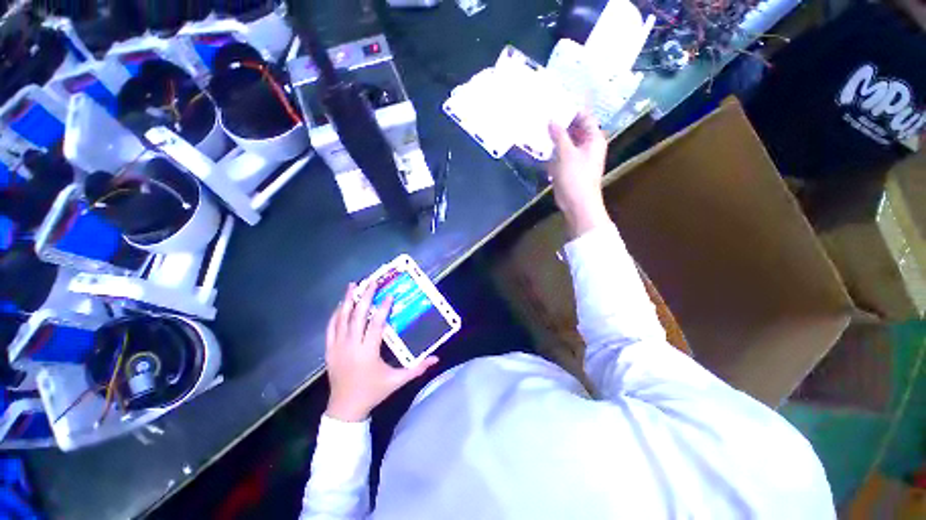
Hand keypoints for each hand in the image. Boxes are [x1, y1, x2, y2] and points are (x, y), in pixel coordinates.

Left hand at [325, 283, 437, 421]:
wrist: (345, 409)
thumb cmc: (373, 392)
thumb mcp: (396, 381)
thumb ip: (417, 369)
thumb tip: (436, 359)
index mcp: (368, 352)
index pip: (375, 324)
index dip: (382, 308)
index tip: (389, 295)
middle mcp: (351, 346)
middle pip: (357, 316)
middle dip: (364, 297)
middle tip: (371, 282)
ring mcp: (337, 347)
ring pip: (341, 319)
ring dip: (347, 301)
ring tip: (352, 285)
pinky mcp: (330, 350)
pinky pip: (331, 328)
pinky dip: (335, 315)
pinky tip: (340, 305)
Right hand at [548, 112, 610, 237]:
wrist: (577, 203)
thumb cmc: (576, 176)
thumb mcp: (566, 153)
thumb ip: (559, 135)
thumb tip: (551, 119)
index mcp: (594, 139)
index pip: (584, 117)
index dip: (571, 109)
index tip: (555, 103)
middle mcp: (588, 146)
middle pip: (575, 129)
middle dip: (560, 123)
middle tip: (544, 114)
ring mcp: (578, 157)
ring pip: (566, 142)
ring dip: (555, 137)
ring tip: (539, 127)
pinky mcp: (569, 168)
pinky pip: (560, 154)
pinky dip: (552, 150)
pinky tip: (540, 146)